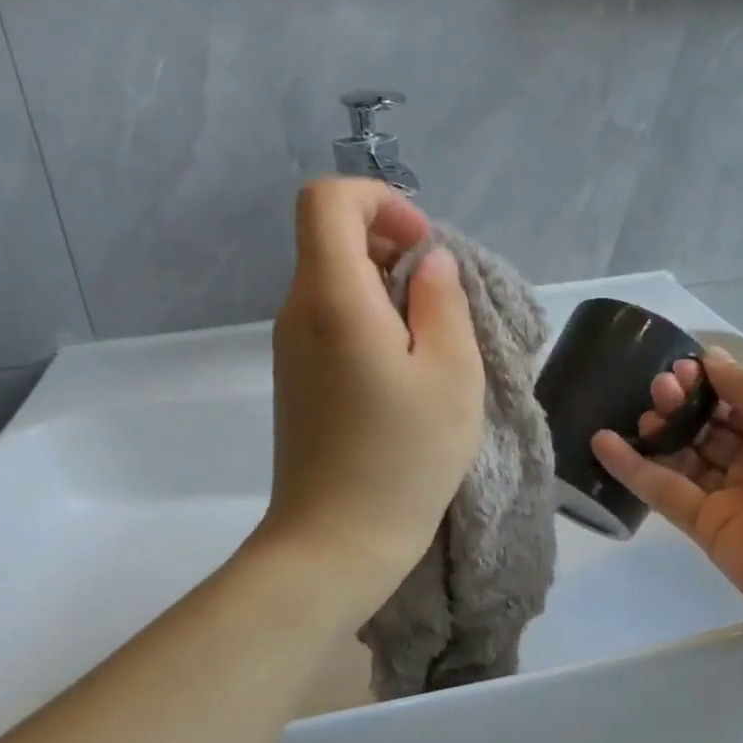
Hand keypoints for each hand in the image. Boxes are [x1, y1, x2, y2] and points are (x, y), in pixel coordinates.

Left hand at [260, 180, 484, 607]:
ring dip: (386, 287)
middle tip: (440, 297)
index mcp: (332, 298)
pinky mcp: (297, 379)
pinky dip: (371, 320)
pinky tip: (406, 370)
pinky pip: (331, 320)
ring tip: (433, 340)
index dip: (381, 200)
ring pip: (334, 280)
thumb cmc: (404, 459)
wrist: (336, 543)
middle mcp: (297, 311)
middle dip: (391, 244)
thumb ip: (442, 301)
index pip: (328, 199)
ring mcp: (291, 348)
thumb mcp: (451, 374)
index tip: (424, 248)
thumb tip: (429, 263)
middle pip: (332, 237)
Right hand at [591, 354, 742, 630]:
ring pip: (683, 456)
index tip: (680, 367)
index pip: (738, 397)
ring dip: (659, 431)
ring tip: (641, 414)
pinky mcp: (705, 527)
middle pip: (707, 424)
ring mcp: (731, 494)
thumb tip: (710, 360)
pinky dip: (632, 468)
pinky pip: (664, 491)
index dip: (708, 381)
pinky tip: (602, 442)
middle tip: (661, 389)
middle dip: (682, 402)